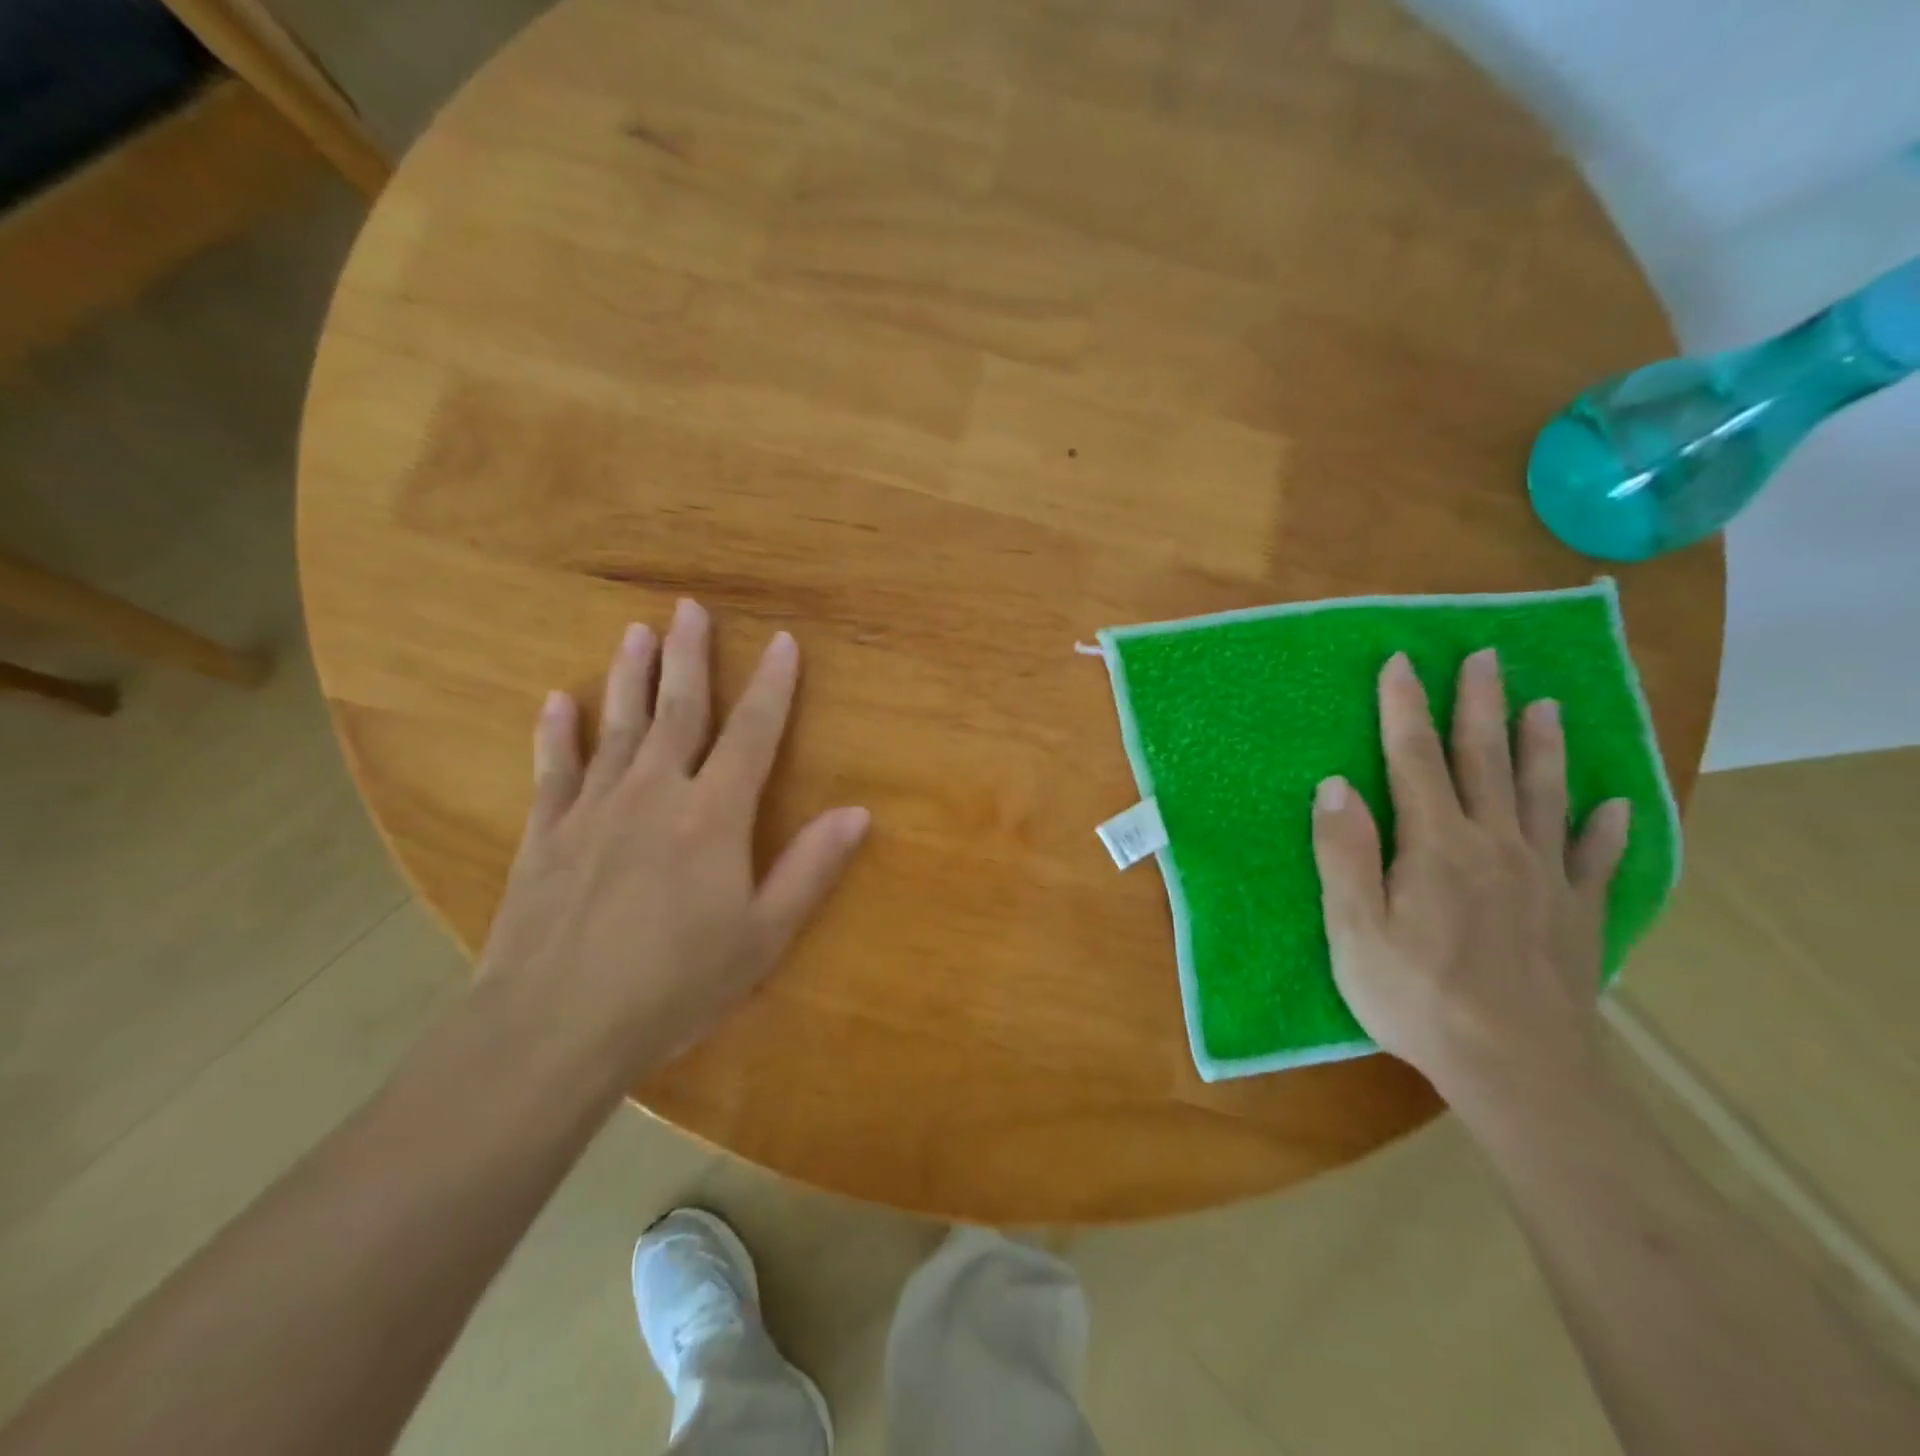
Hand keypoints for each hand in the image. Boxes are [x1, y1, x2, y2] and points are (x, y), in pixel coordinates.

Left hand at [477, 600, 869, 1079]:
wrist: (554, 1027)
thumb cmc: (675, 985)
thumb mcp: (762, 937)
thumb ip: (810, 868)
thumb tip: (858, 812)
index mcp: (713, 815)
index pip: (753, 733)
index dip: (773, 686)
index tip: (783, 642)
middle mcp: (654, 793)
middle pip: (678, 709)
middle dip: (690, 656)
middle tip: (690, 607)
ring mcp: (594, 809)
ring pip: (618, 726)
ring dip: (629, 676)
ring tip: (636, 633)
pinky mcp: (546, 833)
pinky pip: (554, 770)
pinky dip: (557, 733)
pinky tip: (557, 702)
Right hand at [1309, 649, 1630, 1097]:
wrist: (1518, 1072)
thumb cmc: (1418, 997)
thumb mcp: (1355, 929)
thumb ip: (1344, 853)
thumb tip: (1335, 784)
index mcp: (1437, 845)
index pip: (1415, 760)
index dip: (1405, 709)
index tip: (1402, 662)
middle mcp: (1495, 846)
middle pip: (1486, 762)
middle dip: (1480, 706)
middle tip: (1486, 658)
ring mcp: (1545, 879)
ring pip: (1544, 796)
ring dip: (1543, 747)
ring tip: (1548, 705)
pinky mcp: (1577, 915)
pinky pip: (1595, 860)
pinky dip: (1605, 829)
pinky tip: (1615, 806)